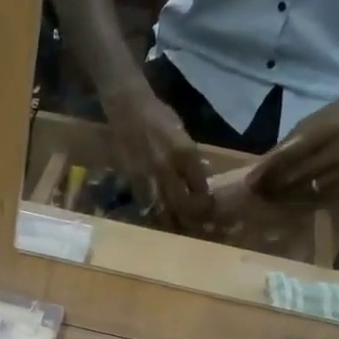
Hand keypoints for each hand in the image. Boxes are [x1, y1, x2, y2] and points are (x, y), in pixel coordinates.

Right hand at [102, 81, 213, 229]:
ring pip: (162, 207)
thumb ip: (190, 157)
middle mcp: (168, 167)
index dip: (205, 202)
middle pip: (182, 203)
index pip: (200, 186)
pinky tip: (155, 217)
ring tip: (176, 229)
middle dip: (189, 218)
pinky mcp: (132, 179)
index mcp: (186, 153)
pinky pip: (144, 201)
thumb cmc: (158, 116)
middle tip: (195, 227)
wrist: (129, 108)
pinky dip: (151, 211)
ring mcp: (148, 175)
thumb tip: (198, 176)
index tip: (208, 210)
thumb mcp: (182, 133)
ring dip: (170, 220)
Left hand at [250, 93, 338, 205]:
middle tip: (254, 193)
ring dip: (283, 198)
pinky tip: (287, 202)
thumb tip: (260, 167)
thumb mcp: (314, 120)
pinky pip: (322, 199)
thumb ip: (288, 143)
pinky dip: (301, 202)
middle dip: (272, 186)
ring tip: (266, 198)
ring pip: (308, 192)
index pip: (291, 154)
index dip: (268, 170)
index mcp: (329, 129)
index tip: (249, 181)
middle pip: (298, 176)